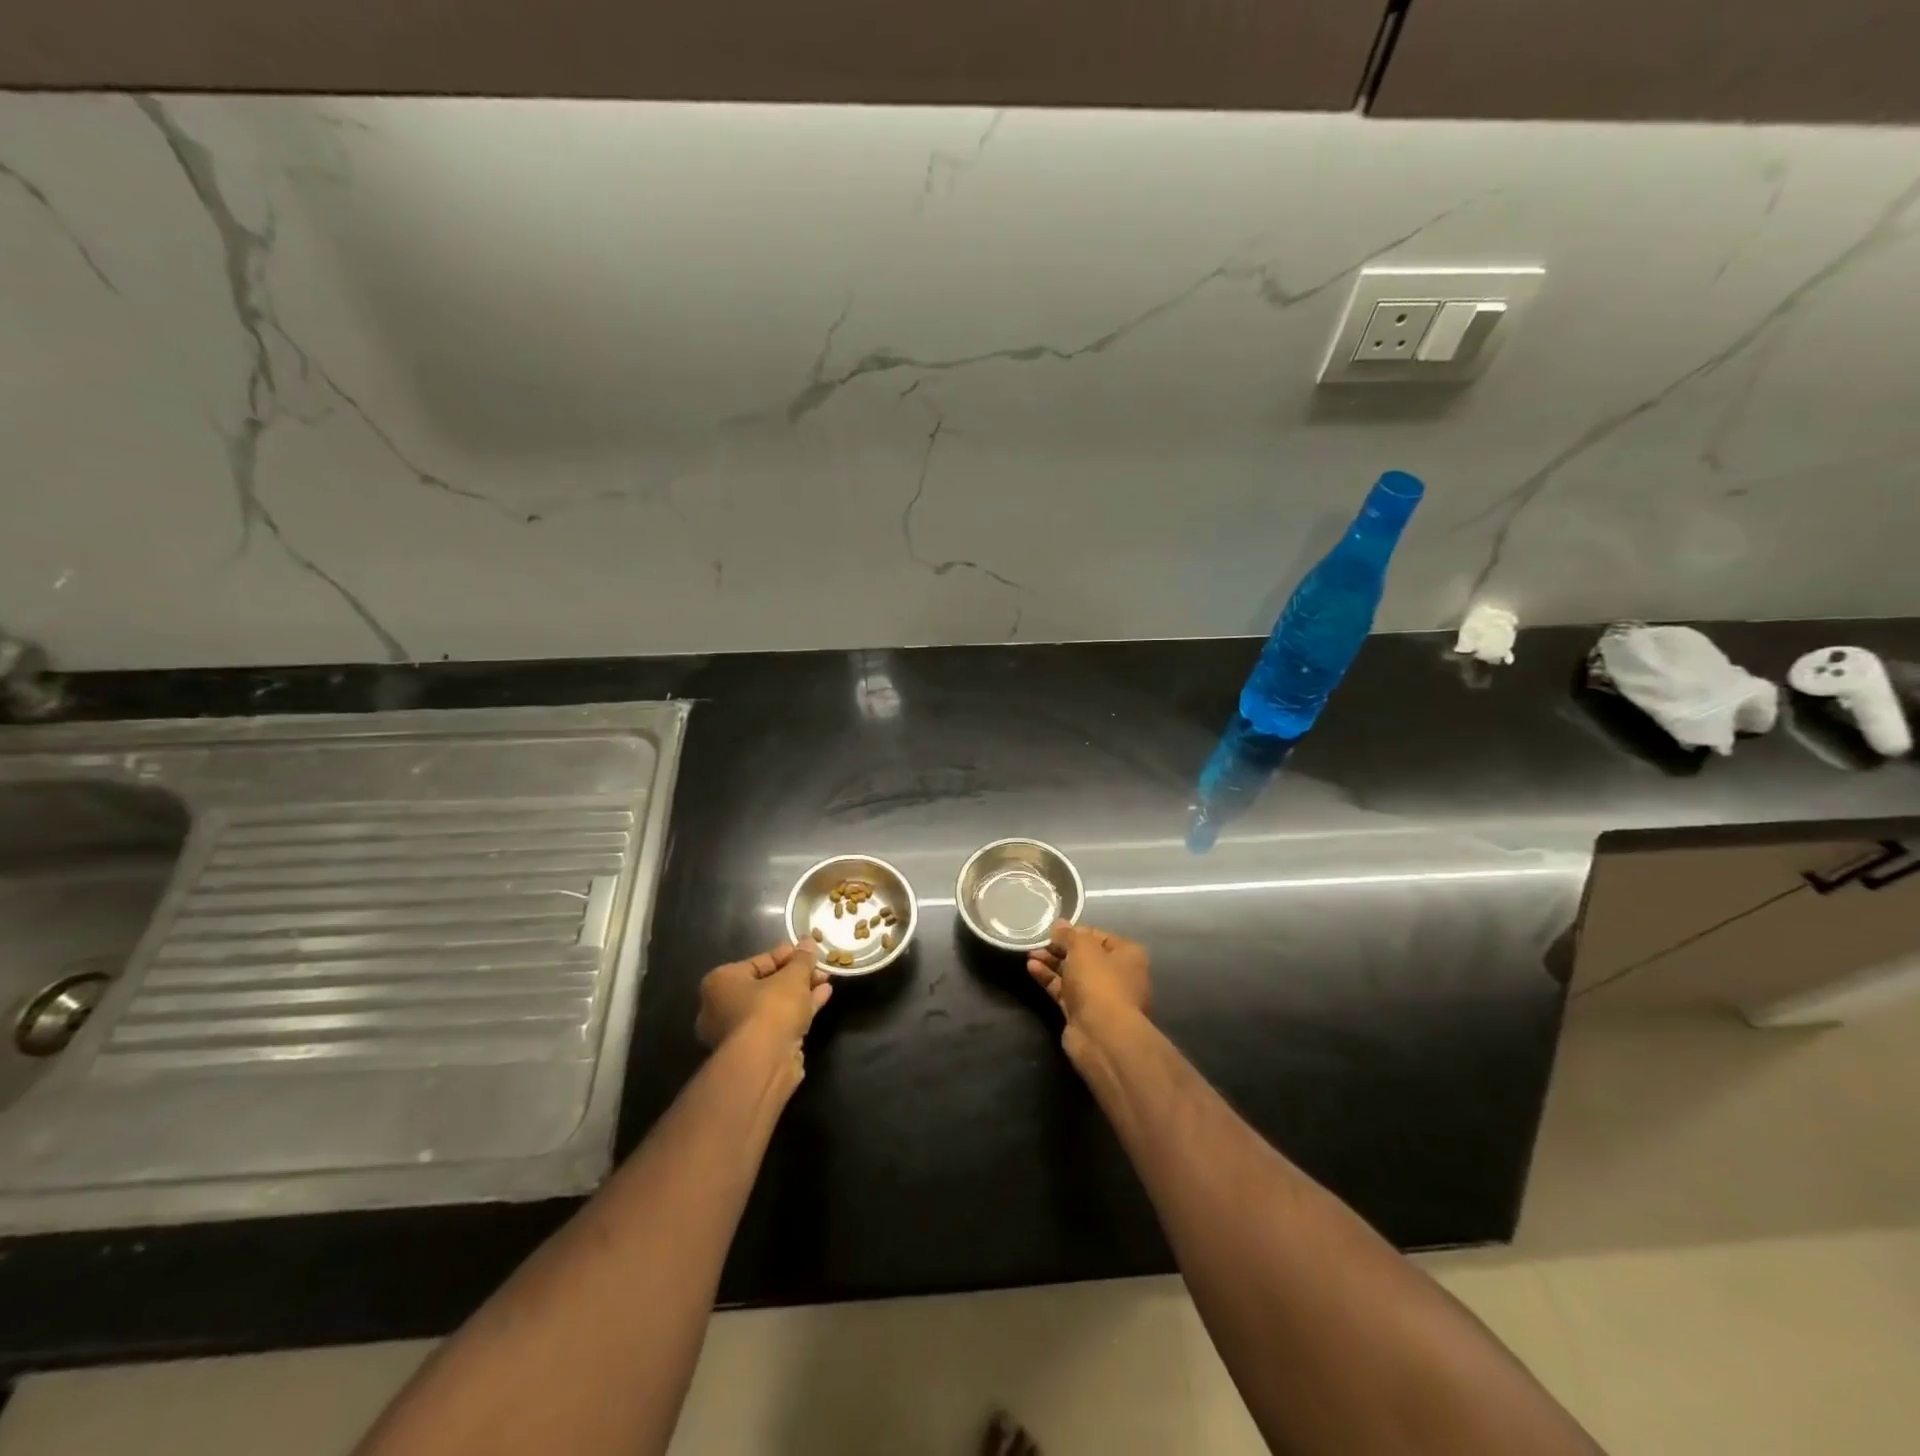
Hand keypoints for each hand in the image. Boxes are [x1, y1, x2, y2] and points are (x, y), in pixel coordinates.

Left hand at [695, 942, 831, 1059]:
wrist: (765, 1063)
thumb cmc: (770, 1008)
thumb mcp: (793, 976)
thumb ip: (802, 959)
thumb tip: (809, 942)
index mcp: (721, 983)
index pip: (758, 962)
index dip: (787, 954)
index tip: (809, 951)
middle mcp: (722, 1007)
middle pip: (766, 984)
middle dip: (796, 976)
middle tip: (819, 968)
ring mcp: (739, 1032)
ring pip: (774, 1005)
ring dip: (801, 993)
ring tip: (826, 980)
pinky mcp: (757, 1051)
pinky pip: (780, 1022)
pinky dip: (799, 1010)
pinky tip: (823, 997)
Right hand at [1026, 919, 1150, 1053]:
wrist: (1102, 1035)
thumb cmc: (1099, 982)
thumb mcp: (1083, 948)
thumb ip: (1069, 934)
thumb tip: (1059, 924)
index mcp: (1128, 956)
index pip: (1099, 936)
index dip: (1076, 931)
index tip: (1054, 929)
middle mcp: (1118, 975)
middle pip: (1085, 956)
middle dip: (1060, 948)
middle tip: (1038, 942)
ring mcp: (1101, 997)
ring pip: (1073, 974)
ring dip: (1052, 963)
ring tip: (1029, 953)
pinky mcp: (1083, 1013)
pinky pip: (1064, 991)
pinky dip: (1049, 979)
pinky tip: (1031, 968)